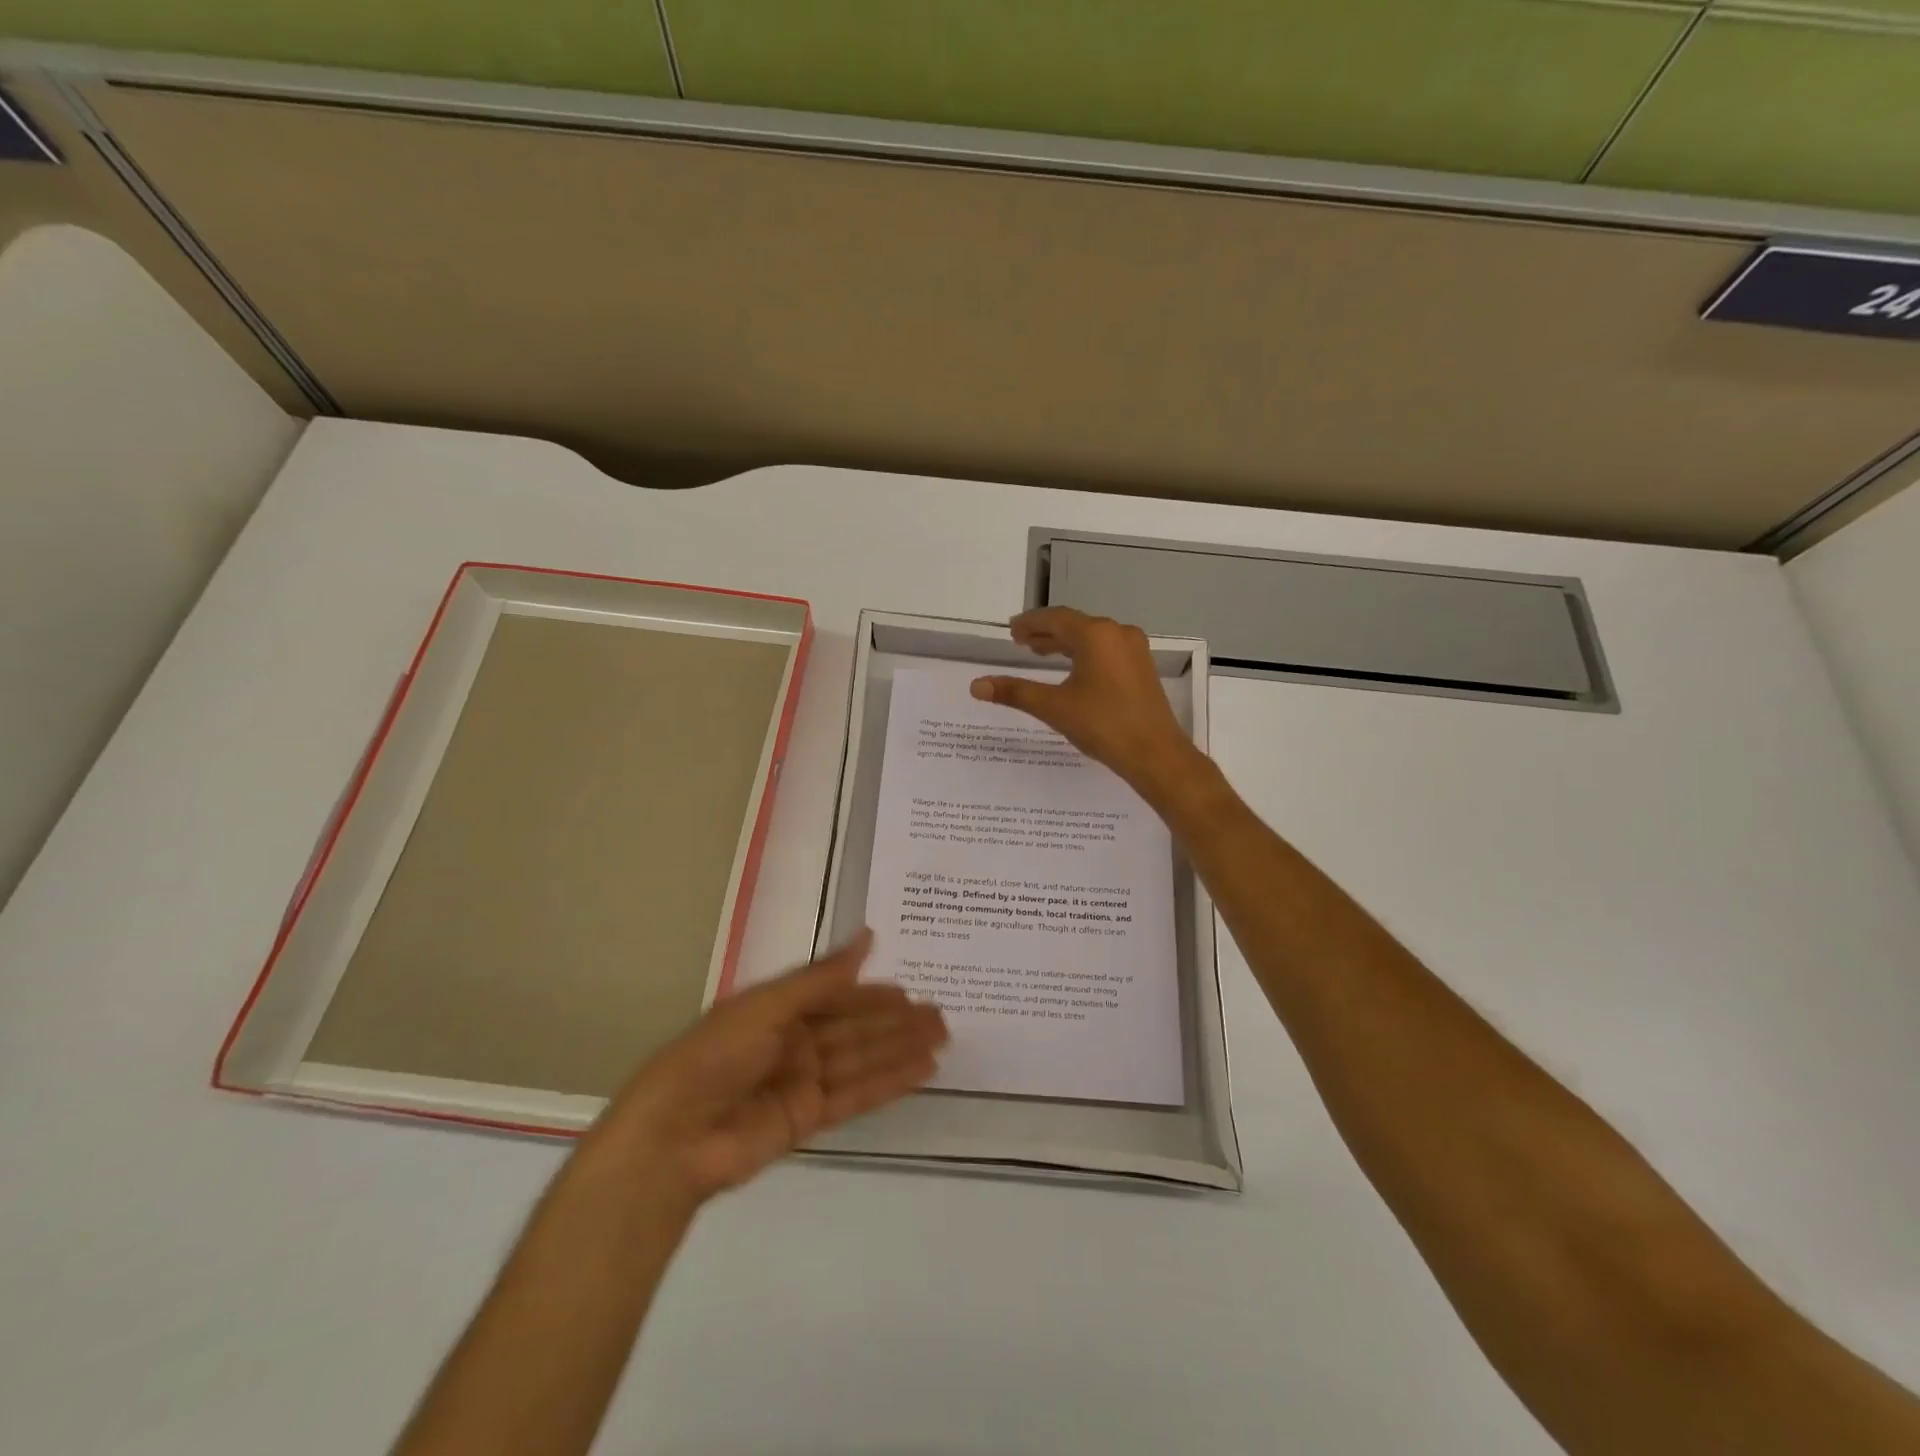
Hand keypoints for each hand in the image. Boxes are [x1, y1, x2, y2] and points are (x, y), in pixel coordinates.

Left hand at [597, 930, 946, 1205]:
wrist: (674, 1139)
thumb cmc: (715, 1056)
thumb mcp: (767, 1006)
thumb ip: (822, 978)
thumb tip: (867, 937)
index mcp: (777, 1009)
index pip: (835, 995)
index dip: (871, 992)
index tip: (910, 986)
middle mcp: (793, 1041)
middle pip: (854, 1028)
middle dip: (896, 1021)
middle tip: (942, 1014)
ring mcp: (802, 1081)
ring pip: (862, 1059)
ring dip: (901, 1049)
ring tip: (942, 1038)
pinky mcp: (808, 1118)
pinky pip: (856, 1095)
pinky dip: (889, 1083)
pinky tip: (920, 1071)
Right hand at [970, 607, 1208, 805]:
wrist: (1155, 754)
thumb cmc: (1103, 725)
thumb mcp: (1053, 707)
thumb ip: (1015, 692)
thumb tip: (976, 686)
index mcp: (1096, 635)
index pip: (1055, 618)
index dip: (1030, 623)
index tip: (1011, 630)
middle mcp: (1117, 634)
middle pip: (1074, 625)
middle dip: (1046, 632)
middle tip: (1020, 641)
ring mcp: (1134, 650)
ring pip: (1091, 638)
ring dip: (1064, 643)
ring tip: (1039, 653)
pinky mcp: (1141, 668)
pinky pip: (1106, 650)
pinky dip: (1083, 654)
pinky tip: (1072, 669)